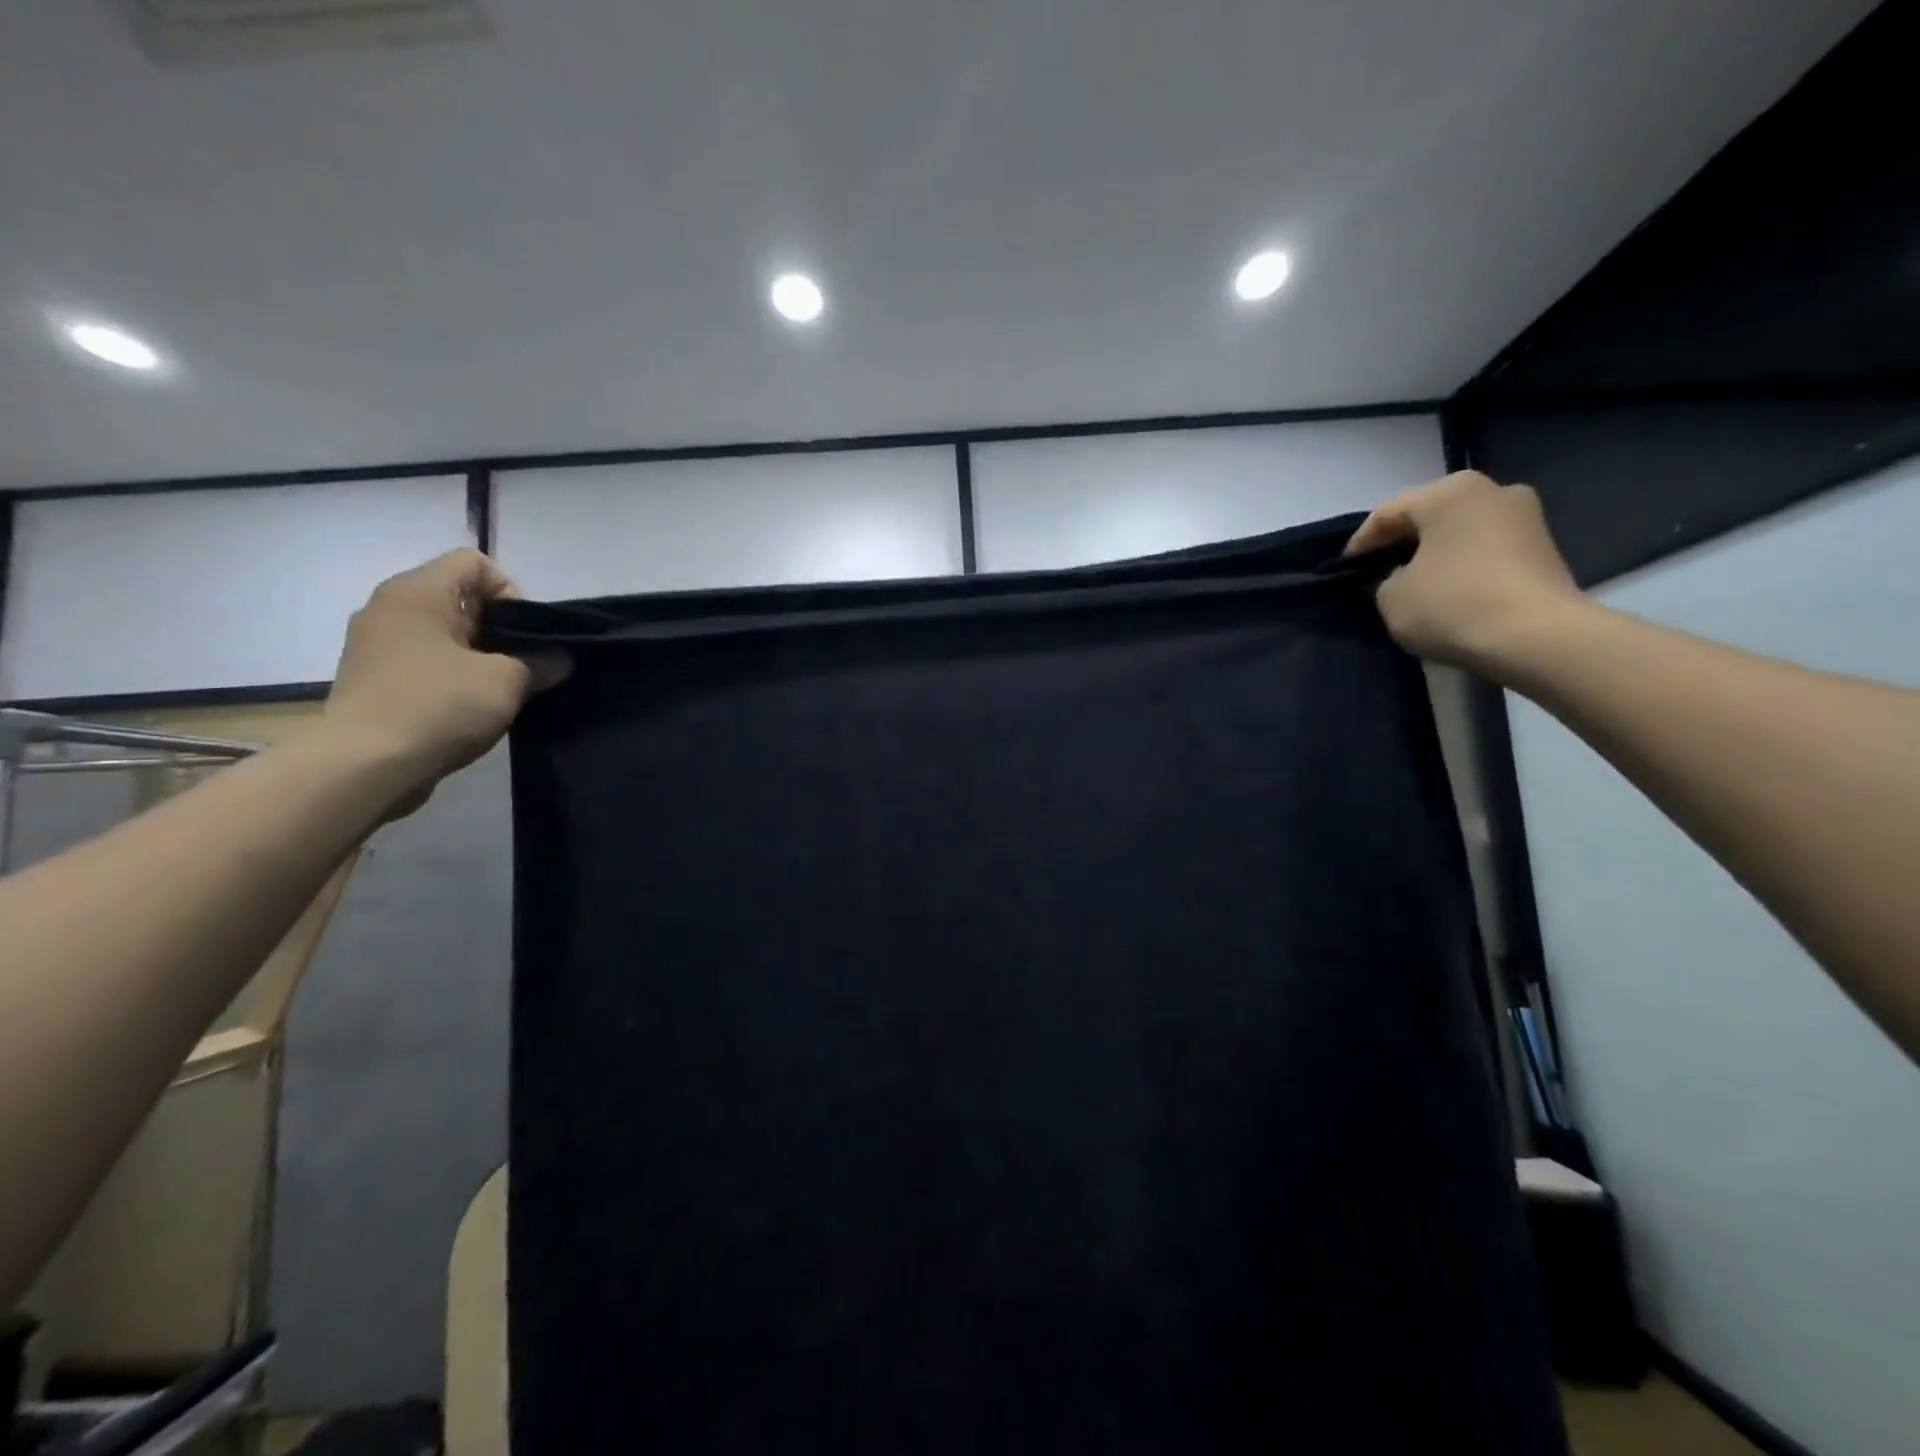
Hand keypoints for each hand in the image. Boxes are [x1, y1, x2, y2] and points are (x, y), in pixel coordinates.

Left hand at [322, 550, 568, 805]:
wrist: (364, 766)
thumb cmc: (438, 706)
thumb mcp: (507, 681)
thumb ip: (542, 662)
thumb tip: (559, 659)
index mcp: (418, 592)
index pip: (475, 562)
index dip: (512, 592)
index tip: (525, 635)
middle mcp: (390, 608)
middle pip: (461, 597)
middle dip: (500, 629)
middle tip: (522, 666)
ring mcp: (376, 644)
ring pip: (445, 633)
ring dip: (479, 656)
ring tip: (500, 690)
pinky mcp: (373, 678)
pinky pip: (426, 661)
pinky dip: (453, 675)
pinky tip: (470, 706)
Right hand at [1345, 471, 1585, 673]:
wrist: (1537, 637)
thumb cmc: (1452, 605)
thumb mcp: (1391, 597)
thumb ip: (1383, 580)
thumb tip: (1398, 576)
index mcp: (1448, 492)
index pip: (1387, 513)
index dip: (1360, 544)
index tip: (1345, 570)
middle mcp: (1491, 490)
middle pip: (1429, 515)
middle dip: (1401, 542)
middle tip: (1377, 572)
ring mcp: (1525, 516)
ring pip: (1460, 531)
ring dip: (1434, 553)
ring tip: (1412, 583)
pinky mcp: (1544, 546)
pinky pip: (1485, 549)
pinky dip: (1462, 565)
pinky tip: (1448, 591)